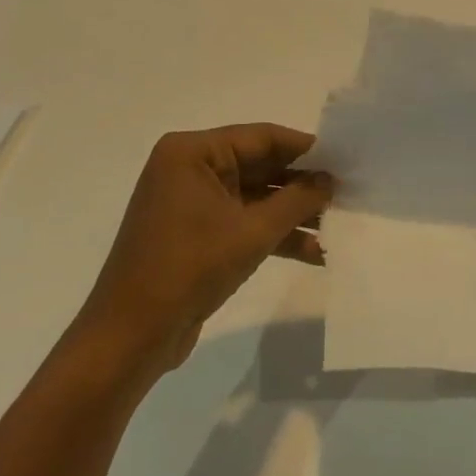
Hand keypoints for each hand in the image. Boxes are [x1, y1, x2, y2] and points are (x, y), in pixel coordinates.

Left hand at [74, 125, 331, 380]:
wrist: (130, 338)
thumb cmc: (188, 268)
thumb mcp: (251, 232)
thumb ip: (296, 201)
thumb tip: (329, 180)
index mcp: (192, 152)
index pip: (261, 137)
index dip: (305, 148)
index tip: (345, 157)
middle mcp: (189, 169)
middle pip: (259, 166)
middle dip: (301, 185)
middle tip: (346, 192)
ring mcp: (191, 203)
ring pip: (254, 197)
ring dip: (292, 214)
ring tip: (337, 225)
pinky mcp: (195, 234)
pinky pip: (242, 222)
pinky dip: (273, 235)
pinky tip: (313, 251)